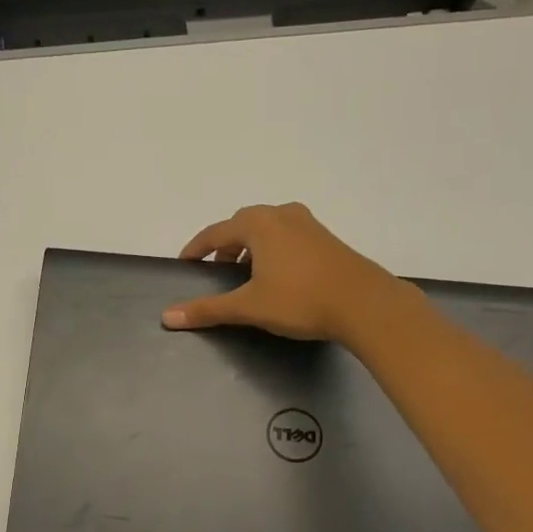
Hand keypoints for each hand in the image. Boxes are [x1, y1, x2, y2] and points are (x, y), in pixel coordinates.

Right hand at [161, 203, 396, 343]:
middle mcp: (282, 215)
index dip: (197, 249)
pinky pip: (288, 237)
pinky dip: (273, 250)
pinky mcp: (327, 239)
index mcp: (259, 224)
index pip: (216, 232)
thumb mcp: (249, 307)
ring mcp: (308, 225)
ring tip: (246, 275)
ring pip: (268, 229)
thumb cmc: (300, 300)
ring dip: (251, 247)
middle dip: (225, 246)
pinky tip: (278, 276)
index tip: (184, 263)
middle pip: (243, 225)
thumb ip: (208, 310)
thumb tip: (167, 316)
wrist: (365, 304)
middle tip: (216, 271)